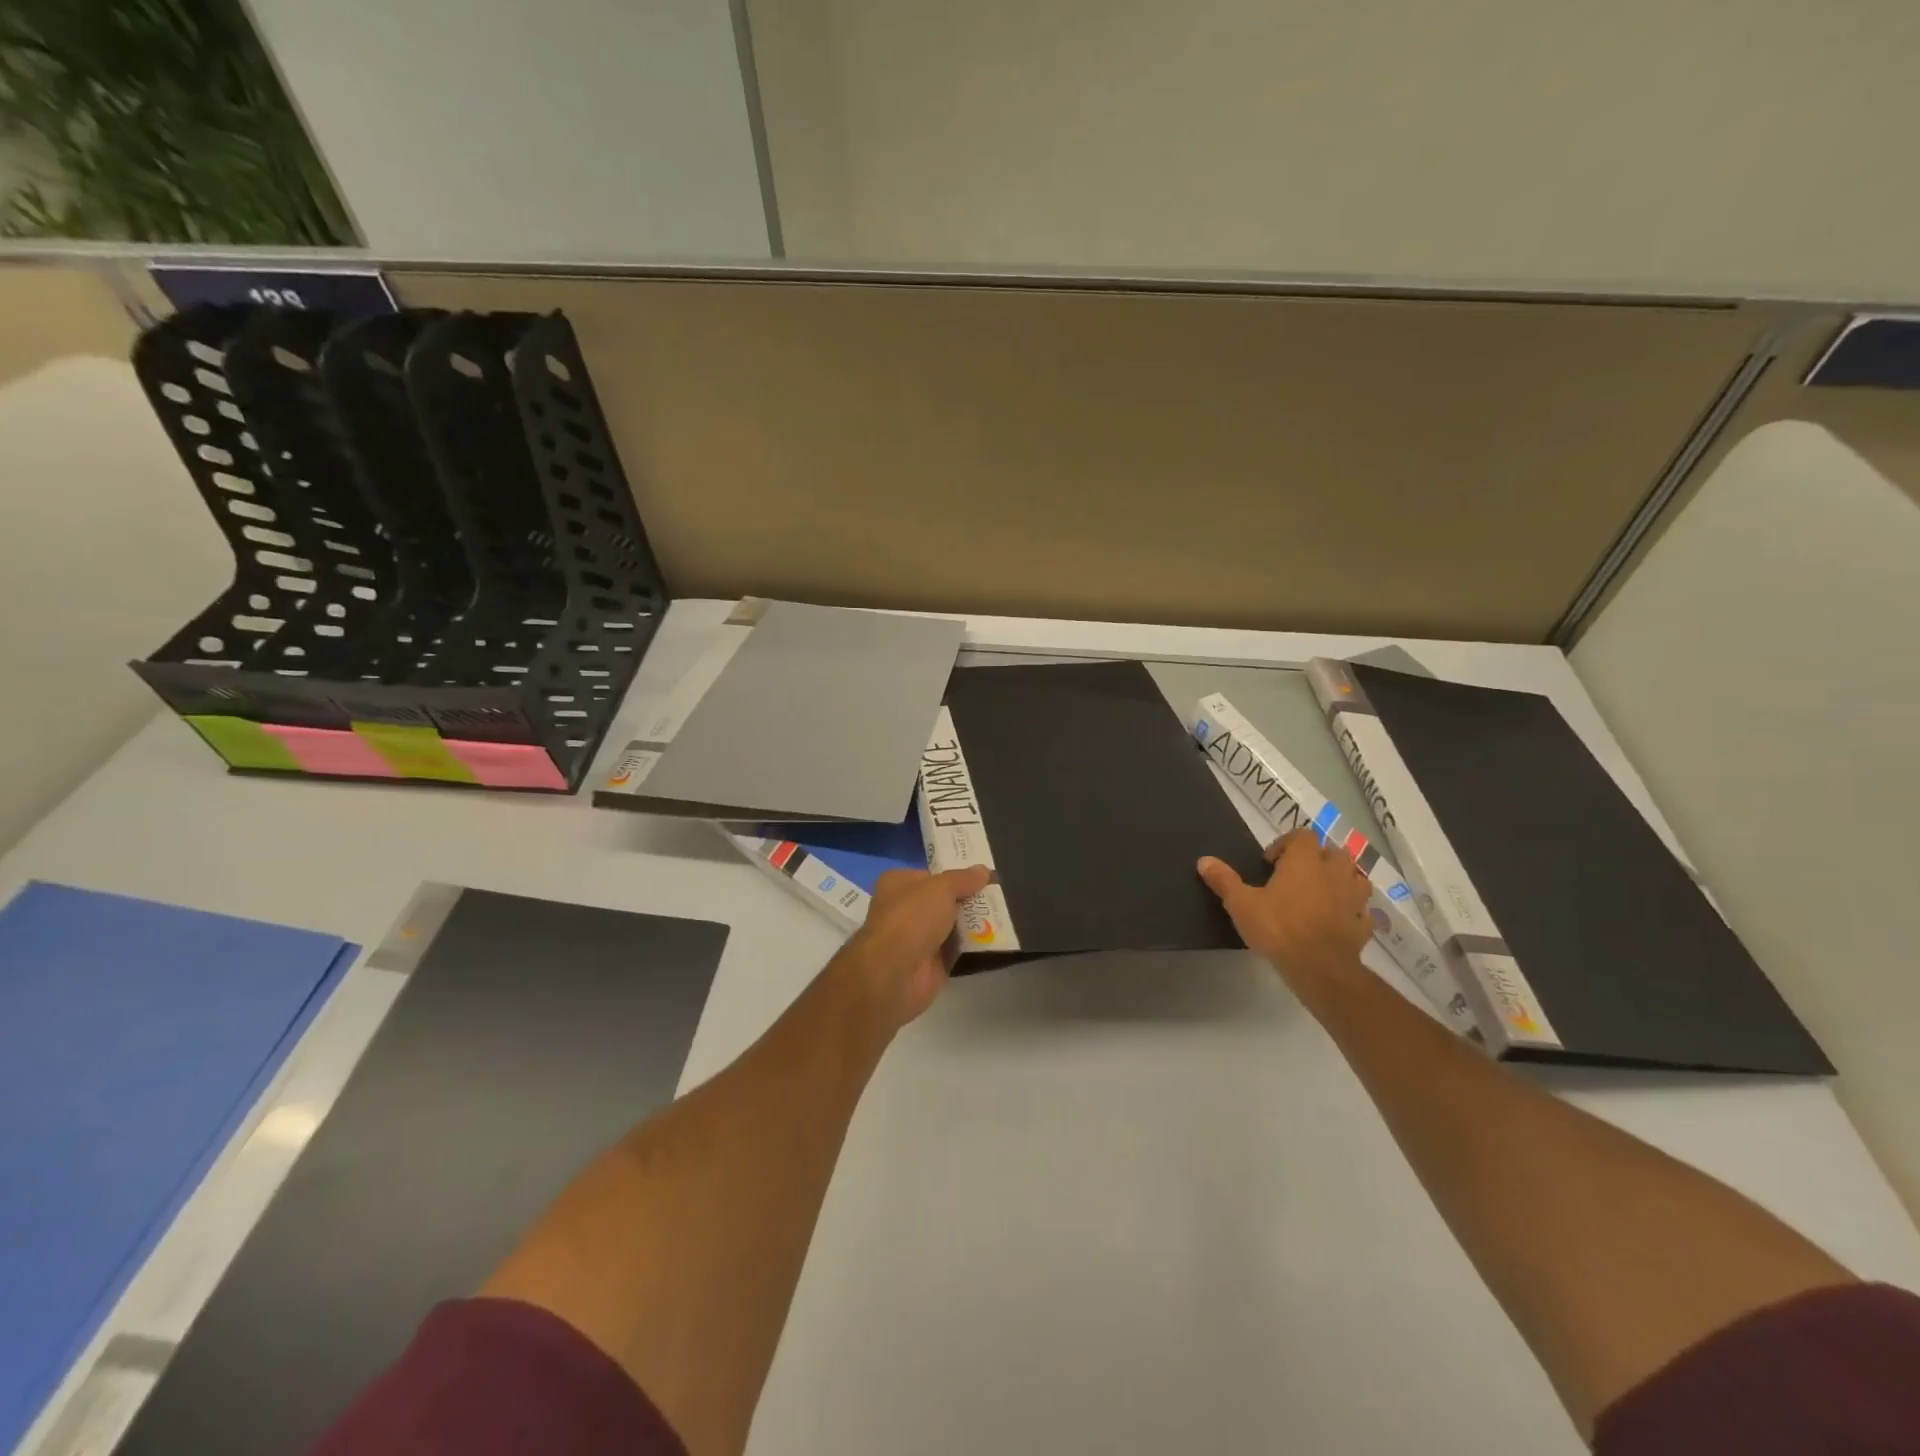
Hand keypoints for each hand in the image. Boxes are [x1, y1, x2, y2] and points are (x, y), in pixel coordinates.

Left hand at [838, 865, 991, 1030]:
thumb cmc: (912, 918)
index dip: (957, 875)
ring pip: (952, 925)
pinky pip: (958, 949)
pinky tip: (999, 938)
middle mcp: (905, 908)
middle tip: (1001, 895)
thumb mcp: (942, 888)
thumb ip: (964, 879)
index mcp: (898, 883)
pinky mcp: (931, 963)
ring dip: (975, 922)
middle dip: (969, 899)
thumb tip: (984, 870)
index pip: (932, 875)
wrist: (895, 973)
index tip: (984, 876)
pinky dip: (974, 946)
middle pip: (944, 900)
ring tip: (1006, 913)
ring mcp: (917, 938)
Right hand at [1198, 828, 1372, 996]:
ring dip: (1340, 880)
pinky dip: (1352, 911)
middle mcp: (1334, 872)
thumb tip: (1203, 860)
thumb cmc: (1279, 928)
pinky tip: (1337, 921)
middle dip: (1317, 859)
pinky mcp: (1363, 924)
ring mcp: (1353, 898)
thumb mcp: (1241, 904)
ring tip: (1320, 894)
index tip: (1270, 863)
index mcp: (1304, 861)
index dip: (1286, 844)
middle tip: (1296, 876)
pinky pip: (1361, 910)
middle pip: (1333, 852)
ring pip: (1355, 878)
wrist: (1320, 968)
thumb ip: (1224, 880)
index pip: (1302, 836)